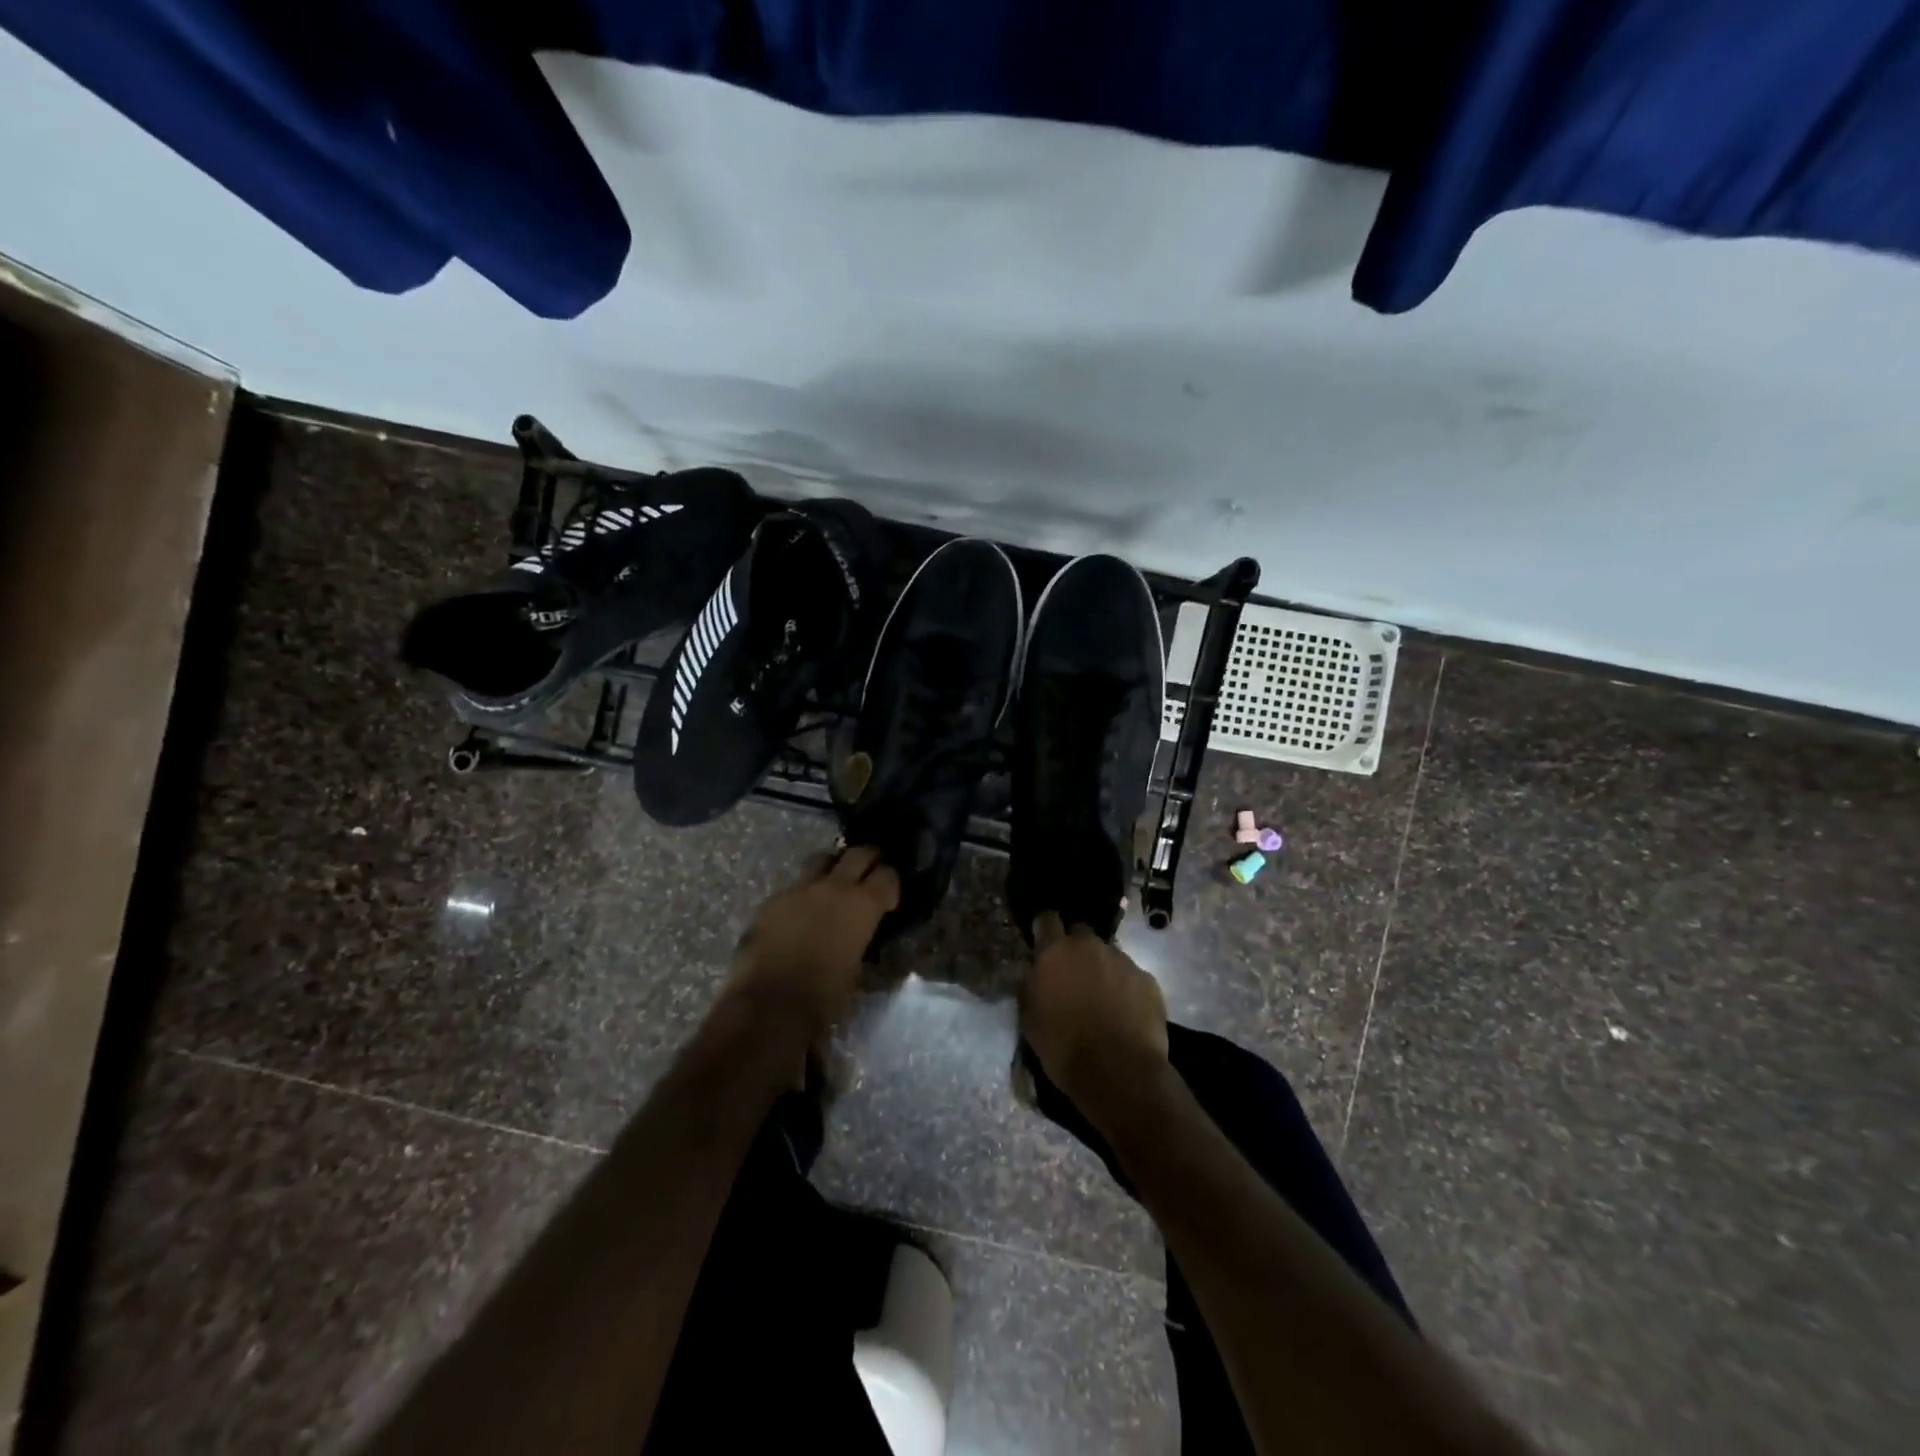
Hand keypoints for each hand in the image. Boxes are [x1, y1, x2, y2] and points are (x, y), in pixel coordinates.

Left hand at [724, 845, 899, 1039]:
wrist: (770, 1005)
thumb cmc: (824, 996)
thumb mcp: (857, 968)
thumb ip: (861, 939)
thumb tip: (859, 934)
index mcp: (862, 905)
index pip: (887, 875)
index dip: (892, 883)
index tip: (888, 899)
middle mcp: (833, 887)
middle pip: (858, 853)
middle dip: (869, 859)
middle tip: (870, 872)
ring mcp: (799, 889)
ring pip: (821, 859)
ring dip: (833, 867)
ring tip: (833, 884)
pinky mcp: (772, 900)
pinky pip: (794, 886)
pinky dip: (803, 893)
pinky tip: (800, 913)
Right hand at [1019, 913, 1168, 1112]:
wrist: (1119, 1072)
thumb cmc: (1064, 1047)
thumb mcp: (1029, 1019)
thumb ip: (1030, 986)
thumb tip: (1034, 973)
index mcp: (1056, 952)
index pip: (1047, 919)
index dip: (1044, 929)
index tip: (1042, 943)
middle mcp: (1090, 946)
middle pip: (1080, 932)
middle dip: (1075, 948)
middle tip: (1073, 975)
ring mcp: (1122, 960)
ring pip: (1108, 954)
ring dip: (1102, 969)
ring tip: (1102, 999)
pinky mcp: (1148, 980)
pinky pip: (1131, 976)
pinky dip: (1125, 988)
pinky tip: (1125, 1013)